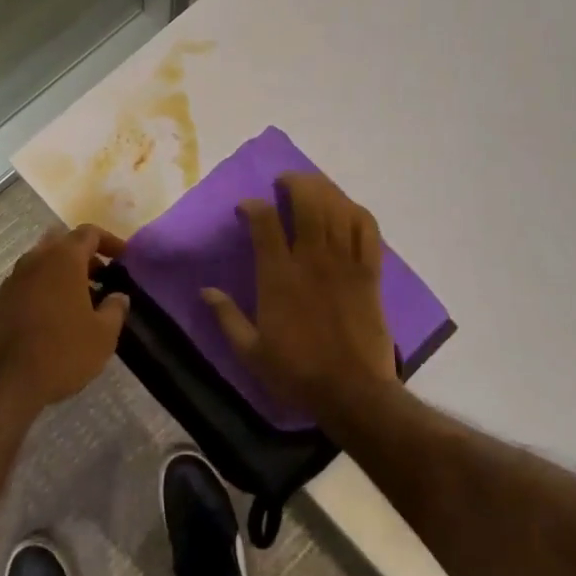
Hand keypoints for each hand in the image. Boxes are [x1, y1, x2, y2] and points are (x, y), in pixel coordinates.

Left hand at [0, 223, 128, 415]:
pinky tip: (55, 319)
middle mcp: (35, 260)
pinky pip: (28, 284)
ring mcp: (12, 280)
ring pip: (42, 264)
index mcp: (63, 259)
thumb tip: (119, 296)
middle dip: (84, 256)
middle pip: (62, 243)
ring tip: (81, 302)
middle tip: (102, 277)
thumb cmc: (61, 352)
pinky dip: (45, 290)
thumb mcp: (103, 336)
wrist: (2, 382)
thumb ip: (115, 309)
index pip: (89, 233)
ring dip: (63, 274)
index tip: (124, 257)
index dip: (110, 241)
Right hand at [200, 172, 399, 428]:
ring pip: (338, 208)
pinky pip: (368, 230)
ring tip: (312, 187)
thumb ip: (226, 317)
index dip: (253, 206)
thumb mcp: (250, 352)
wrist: (353, 392)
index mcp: (278, 276)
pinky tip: (346, 209)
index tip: (246, 208)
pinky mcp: (370, 273)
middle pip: (308, 201)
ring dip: (324, 190)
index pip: (265, 221)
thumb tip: (205, 290)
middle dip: (295, 183)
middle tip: (284, 183)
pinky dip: (356, 212)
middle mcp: (312, 259)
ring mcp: (345, 263)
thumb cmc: (297, 373)